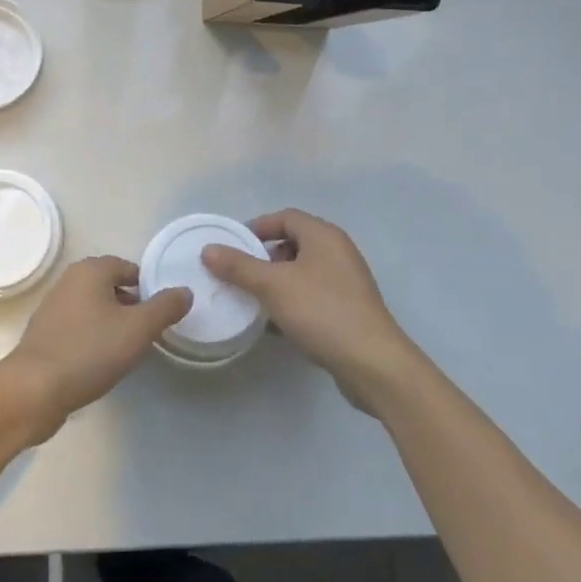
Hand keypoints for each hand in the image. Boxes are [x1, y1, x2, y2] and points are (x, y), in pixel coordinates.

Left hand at [0, 256, 190, 442]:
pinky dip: (93, 337)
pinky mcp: (45, 332)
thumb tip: (185, 291)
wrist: (35, 389)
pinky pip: (79, 326)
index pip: (129, 268)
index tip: (160, 315)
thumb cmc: (90, 351)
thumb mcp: (138, 329)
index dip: (148, 289)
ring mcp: (53, 306)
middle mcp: (69, 280)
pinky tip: (100, 361)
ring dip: (112, 323)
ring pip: (94, 307)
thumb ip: (165, 307)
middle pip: (111, 286)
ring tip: (127, 350)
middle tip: (147, 334)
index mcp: (90, 270)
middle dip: (131, 306)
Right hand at [201, 209, 418, 409]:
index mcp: (323, 236)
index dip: (257, 227)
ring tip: (251, 300)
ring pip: (302, 272)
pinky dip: (291, 302)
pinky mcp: (348, 309)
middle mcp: (338, 252)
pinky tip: (274, 324)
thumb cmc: (321, 311)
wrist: (372, 363)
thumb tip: (208, 250)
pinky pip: (312, 295)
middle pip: (293, 243)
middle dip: (263, 257)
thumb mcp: (272, 286)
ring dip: (275, 283)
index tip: (232, 246)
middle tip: (239, 274)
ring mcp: (346, 282)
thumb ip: (238, 266)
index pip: (285, 217)